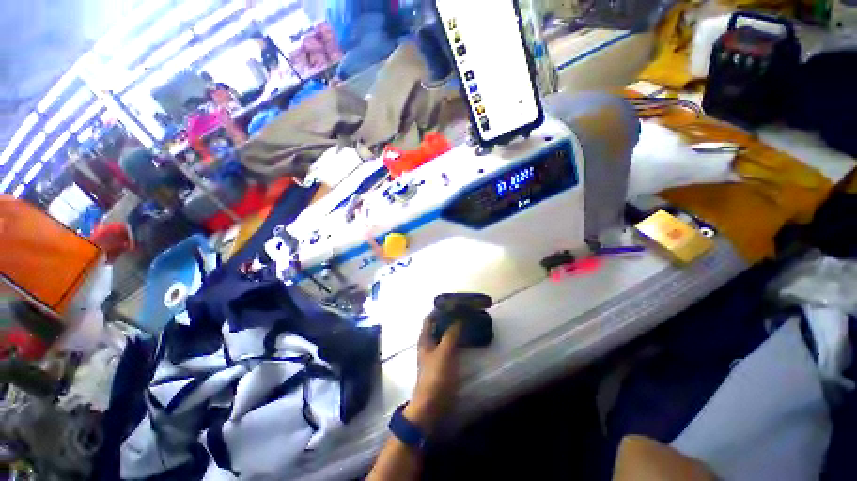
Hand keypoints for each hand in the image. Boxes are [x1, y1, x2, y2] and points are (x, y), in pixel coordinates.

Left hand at [405, 317, 462, 432]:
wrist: (432, 405)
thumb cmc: (435, 376)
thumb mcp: (444, 352)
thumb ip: (451, 334)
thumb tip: (458, 319)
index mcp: (425, 339)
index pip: (430, 318)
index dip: (439, 310)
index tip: (453, 304)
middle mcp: (429, 344)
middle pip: (438, 326)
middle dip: (449, 318)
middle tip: (464, 312)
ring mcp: (436, 354)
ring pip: (445, 336)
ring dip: (454, 329)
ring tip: (468, 322)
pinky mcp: (443, 363)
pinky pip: (451, 346)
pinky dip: (457, 340)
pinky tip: (467, 339)